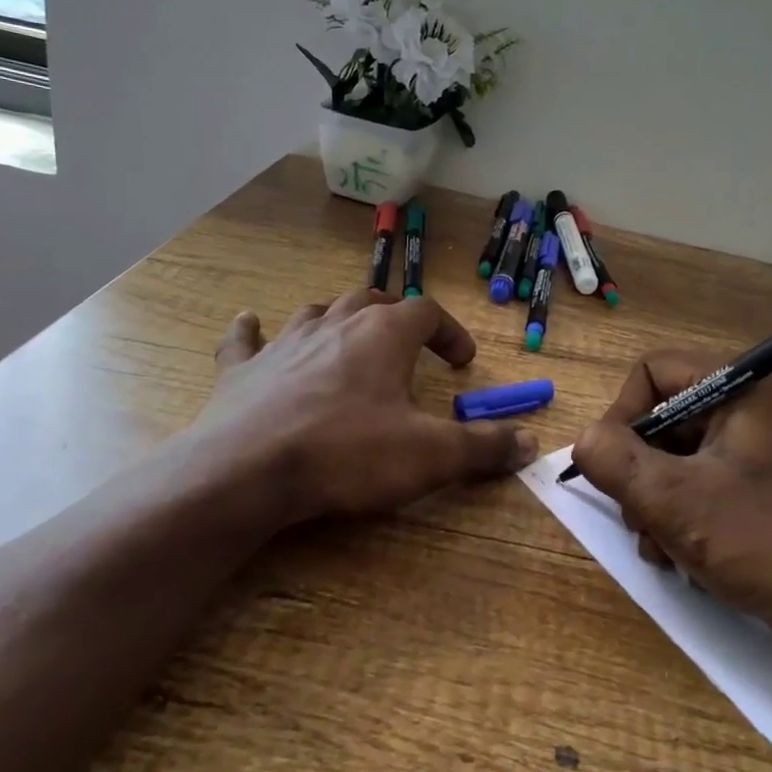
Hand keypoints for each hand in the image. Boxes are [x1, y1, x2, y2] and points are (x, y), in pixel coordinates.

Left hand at [197, 289, 537, 525]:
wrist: (249, 470)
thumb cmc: (348, 453)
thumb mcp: (431, 455)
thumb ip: (483, 447)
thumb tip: (529, 444)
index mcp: (383, 334)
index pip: (427, 313)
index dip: (449, 332)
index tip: (463, 358)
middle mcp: (335, 324)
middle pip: (371, 301)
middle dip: (395, 317)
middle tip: (408, 343)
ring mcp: (284, 343)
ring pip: (316, 312)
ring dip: (337, 319)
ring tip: (348, 336)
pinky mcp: (242, 370)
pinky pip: (246, 339)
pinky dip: (251, 331)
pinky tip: (249, 323)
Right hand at [571, 350, 771, 677]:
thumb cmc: (767, 543)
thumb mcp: (676, 502)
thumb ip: (615, 462)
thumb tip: (584, 440)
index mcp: (741, 388)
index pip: (653, 370)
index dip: (623, 414)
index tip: (612, 466)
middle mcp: (752, 408)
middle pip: (663, 418)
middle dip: (639, 472)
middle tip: (637, 519)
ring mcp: (759, 451)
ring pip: (677, 457)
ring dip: (655, 503)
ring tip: (661, 549)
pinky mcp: (764, 489)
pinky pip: (702, 485)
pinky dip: (682, 517)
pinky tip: (682, 560)